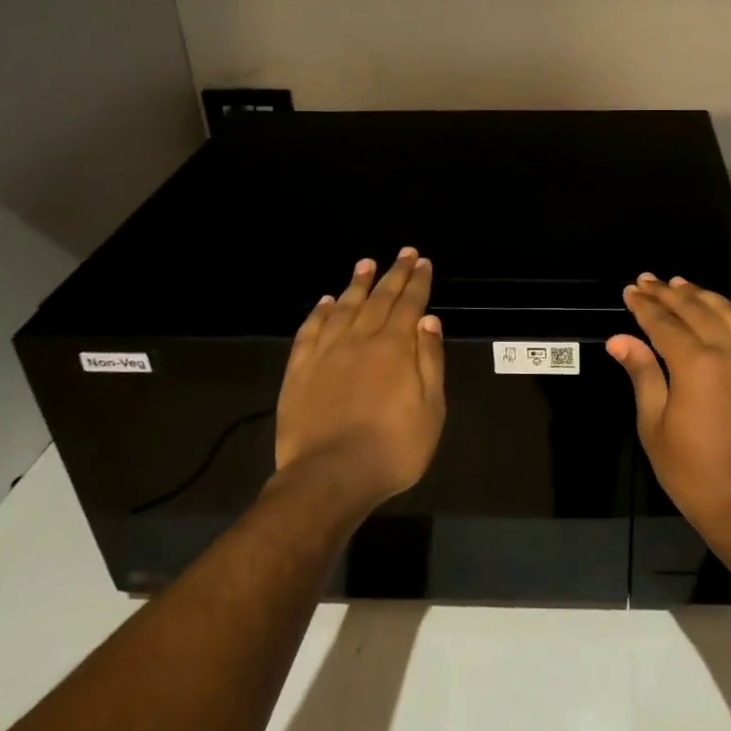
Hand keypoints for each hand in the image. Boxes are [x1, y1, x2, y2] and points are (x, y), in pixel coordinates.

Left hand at [275, 248, 445, 510]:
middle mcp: (360, 340)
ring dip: (356, 284)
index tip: (423, 262)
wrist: (330, 477)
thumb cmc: (393, 448)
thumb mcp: (430, 409)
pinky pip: (309, 331)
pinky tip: (325, 302)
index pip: (410, 304)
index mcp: (395, 348)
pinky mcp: (299, 371)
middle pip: (379, 298)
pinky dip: (318, 313)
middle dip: (393, 274)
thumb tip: (428, 320)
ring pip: (343, 307)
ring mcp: (326, 353)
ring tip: (365, 264)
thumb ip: (429, 361)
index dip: (418, 282)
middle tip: (403, 253)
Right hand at [606, 274, 730, 542]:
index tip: (631, 291)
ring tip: (684, 285)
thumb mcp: (654, 425)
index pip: (664, 324)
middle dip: (669, 294)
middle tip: (650, 281)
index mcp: (696, 365)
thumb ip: (642, 374)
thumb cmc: (692, 472)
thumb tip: (619, 339)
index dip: (645, 306)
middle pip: (696, 311)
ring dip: (705, 296)